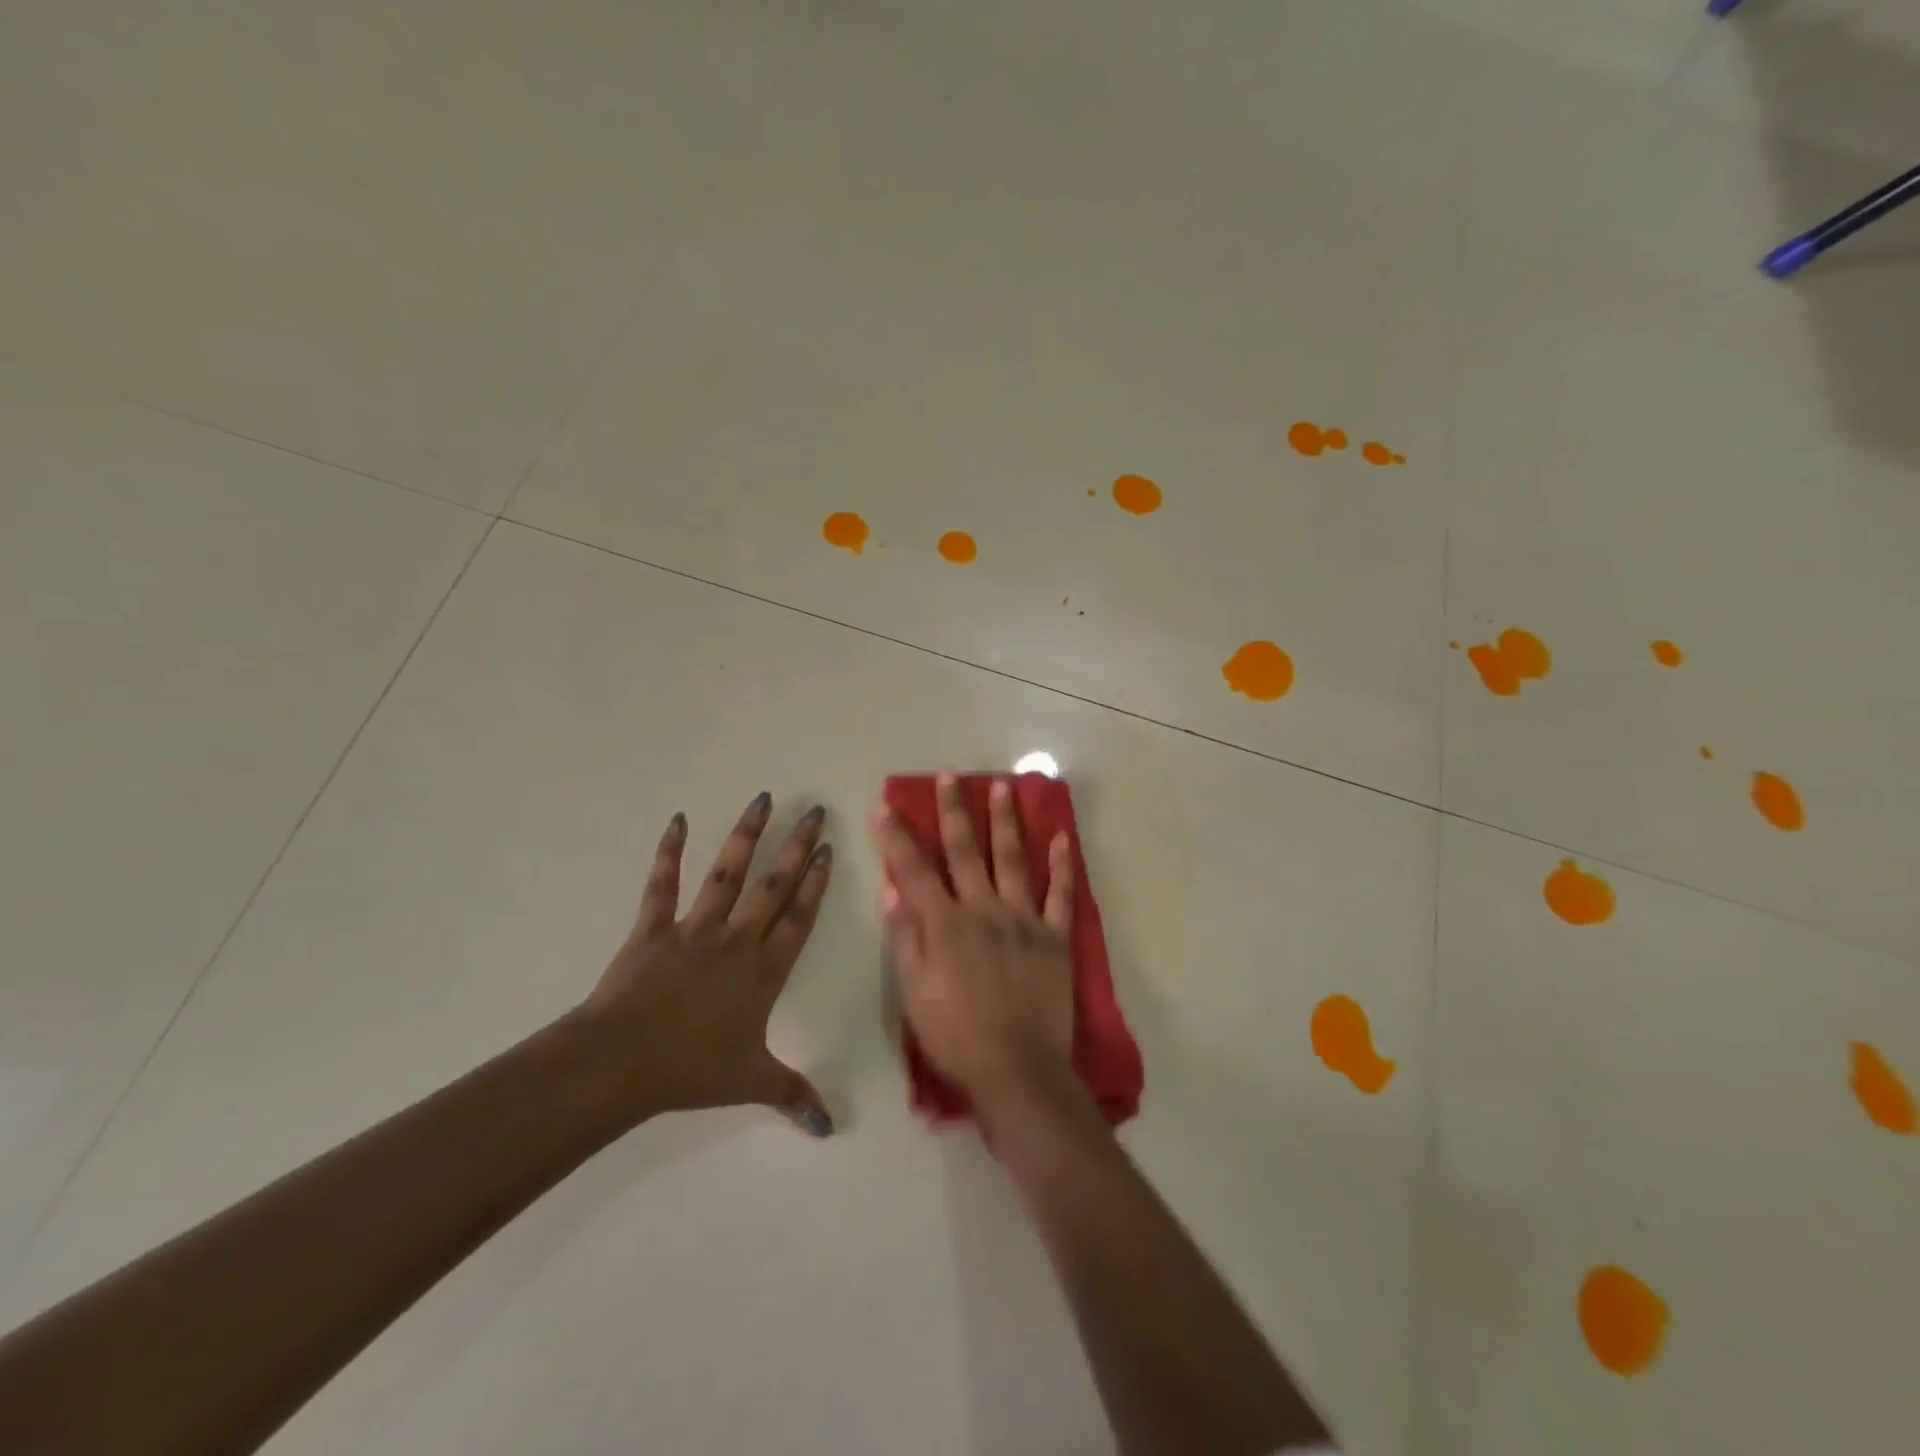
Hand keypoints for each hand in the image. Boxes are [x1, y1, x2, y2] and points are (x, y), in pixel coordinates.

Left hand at [578, 793, 834, 1136]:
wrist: (621, 1062)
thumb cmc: (691, 1071)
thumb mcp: (751, 1083)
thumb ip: (793, 1095)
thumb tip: (830, 1128)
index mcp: (764, 971)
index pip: (799, 918)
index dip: (816, 882)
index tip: (828, 848)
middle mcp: (737, 940)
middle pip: (774, 887)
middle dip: (796, 847)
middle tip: (814, 812)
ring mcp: (694, 929)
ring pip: (727, 874)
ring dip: (745, 836)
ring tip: (763, 799)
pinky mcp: (653, 928)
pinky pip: (662, 885)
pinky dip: (668, 852)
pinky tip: (677, 820)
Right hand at [869, 773, 1077, 1110]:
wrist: (1017, 1069)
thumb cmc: (955, 1035)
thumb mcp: (912, 992)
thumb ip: (904, 937)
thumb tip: (894, 889)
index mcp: (945, 923)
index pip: (915, 870)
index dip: (897, 837)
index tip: (886, 805)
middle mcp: (984, 909)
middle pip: (966, 851)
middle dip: (954, 811)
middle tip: (950, 776)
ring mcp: (1023, 920)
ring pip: (1013, 859)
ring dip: (1006, 821)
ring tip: (1002, 787)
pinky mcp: (1054, 937)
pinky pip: (1060, 895)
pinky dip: (1062, 866)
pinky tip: (1062, 837)